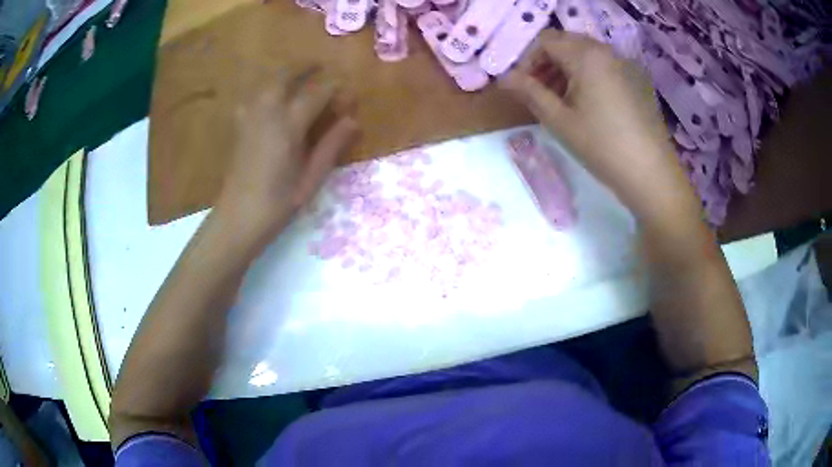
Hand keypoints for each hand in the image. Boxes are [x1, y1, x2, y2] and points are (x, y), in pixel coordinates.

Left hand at [217, 67, 359, 236]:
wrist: (237, 218)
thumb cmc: (278, 203)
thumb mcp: (311, 178)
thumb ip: (331, 145)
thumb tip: (353, 120)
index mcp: (288, 125)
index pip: (316, 93)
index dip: (335, 88)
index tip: (348, 90)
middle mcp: (267, 113)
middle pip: (284, 76)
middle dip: (303, 66)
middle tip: (319, 65)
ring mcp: (249, 118)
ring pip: (265, 83)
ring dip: (283, 73)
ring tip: (297, 75)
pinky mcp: (239, 127)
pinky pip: (252, 96)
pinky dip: (264, 89)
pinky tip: (269, 97)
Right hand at [500, 31, 695, 220]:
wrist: (651, 174)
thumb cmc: (601, 146)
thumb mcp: (559, 120)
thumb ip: (529, 92)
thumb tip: (504, 78)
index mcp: (586, 55)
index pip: (545, 41)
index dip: (528, 60)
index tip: (523, 87)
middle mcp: (606, 52)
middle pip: (566, 43)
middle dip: (547, 63)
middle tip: (540, 92)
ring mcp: (624, 65)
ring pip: (585, 54)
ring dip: (566, 69)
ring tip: (561, 100)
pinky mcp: (635, 81)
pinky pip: (603, 66)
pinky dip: (587, 75)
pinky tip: (586, 104)